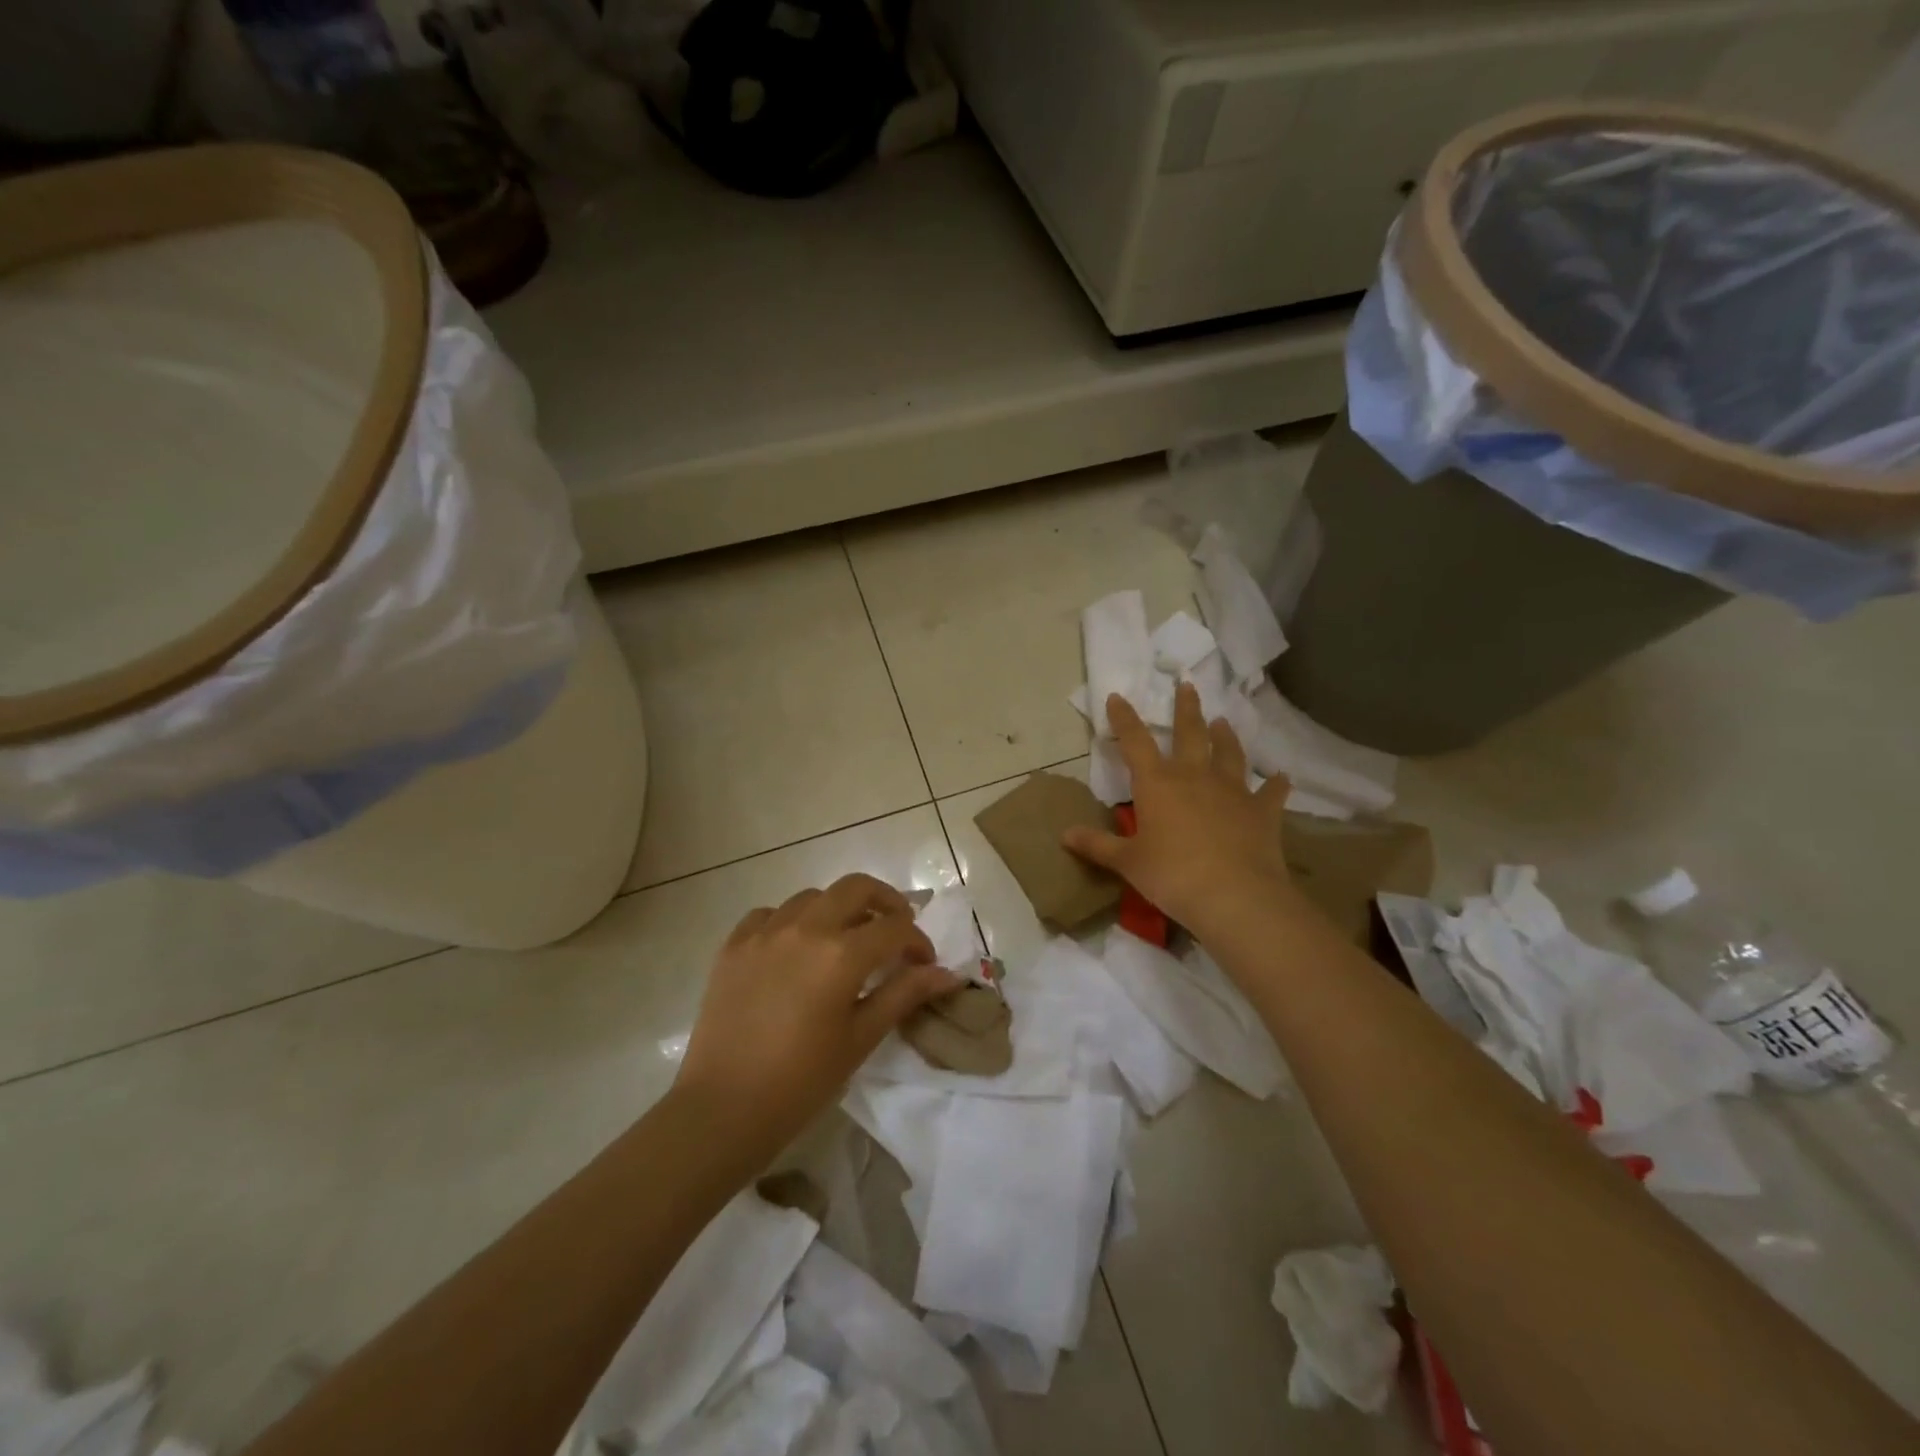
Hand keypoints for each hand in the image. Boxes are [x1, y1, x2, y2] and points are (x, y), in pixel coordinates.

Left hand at [673, 874, 959, 1161]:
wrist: (722, 1109)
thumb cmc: (801, 1081)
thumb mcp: (861, 1038)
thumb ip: (904, 995)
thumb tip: (946, 974)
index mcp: (841, 954)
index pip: (895, 928)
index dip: (917, 942)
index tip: (923, 963)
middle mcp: (805, 928)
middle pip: (856, 888)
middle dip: (885, 902)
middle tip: (895, 929)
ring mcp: (765, 932)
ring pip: (812, 896)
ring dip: (838, 910)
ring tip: (844, 941)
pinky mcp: (734, 945)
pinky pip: (769, 914)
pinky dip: (791, 921)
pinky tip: (794, 949)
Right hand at [1063, 683, 1293, 934]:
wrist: (1234, 895)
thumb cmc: (1171, 875)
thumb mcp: (1127, 862)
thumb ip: (1097, 845)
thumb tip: (1064, 834)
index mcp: (1157, 784)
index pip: (1135, 741)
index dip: (1124, 718)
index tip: (1117, 696)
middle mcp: (1194, 777)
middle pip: (1189, 734)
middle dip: (1186, 709)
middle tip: (1187, 686)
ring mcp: (1232, 791)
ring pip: (1229, 754)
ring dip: (1225, 737)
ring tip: (1223, 723)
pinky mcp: (1261, 811)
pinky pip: (1270, 792)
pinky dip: (1275, 784)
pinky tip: (1281, 777)